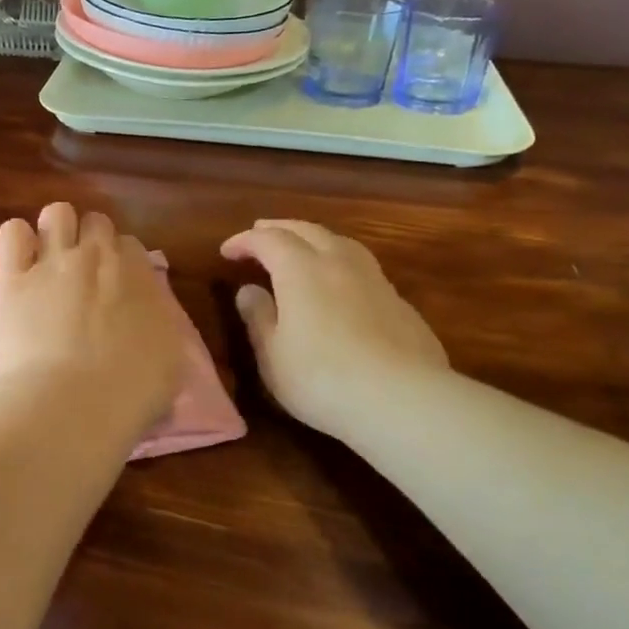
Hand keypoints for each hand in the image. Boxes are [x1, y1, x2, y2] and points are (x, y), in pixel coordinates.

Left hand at [0, 203, 185, 431]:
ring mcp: (53, 262)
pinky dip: (17, 241)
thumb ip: (158, 328)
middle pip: (96, 222)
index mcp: (140, 276)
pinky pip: (12, 232)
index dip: (121, 264)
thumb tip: (149, 323)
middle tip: (84, 276)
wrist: (72, 404)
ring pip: (57, 213)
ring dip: (56, 231)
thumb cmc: (130, 394)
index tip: (115, 289)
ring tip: (50, 261)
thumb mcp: (169, 362)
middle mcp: (98, 257)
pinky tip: (19, 264)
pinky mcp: (12, 278)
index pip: (131, 246)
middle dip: (90, 241)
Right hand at [221, 219, 447, 442]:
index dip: (245, 241)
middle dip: (280, 228)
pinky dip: (340, 262)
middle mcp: (338, 263)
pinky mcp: (399, 303)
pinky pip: (362, 267)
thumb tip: (249, 290)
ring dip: (314, 238)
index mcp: (301, 270)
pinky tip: (340, 283)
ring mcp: (374, 280)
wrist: (402, 400)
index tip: (227, 251)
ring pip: (341, 242)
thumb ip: (258, 317)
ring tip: (302, 247)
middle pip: (307, 231)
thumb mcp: (272, 354)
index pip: (268, 240)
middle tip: (260, 233)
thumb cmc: (321, 378)